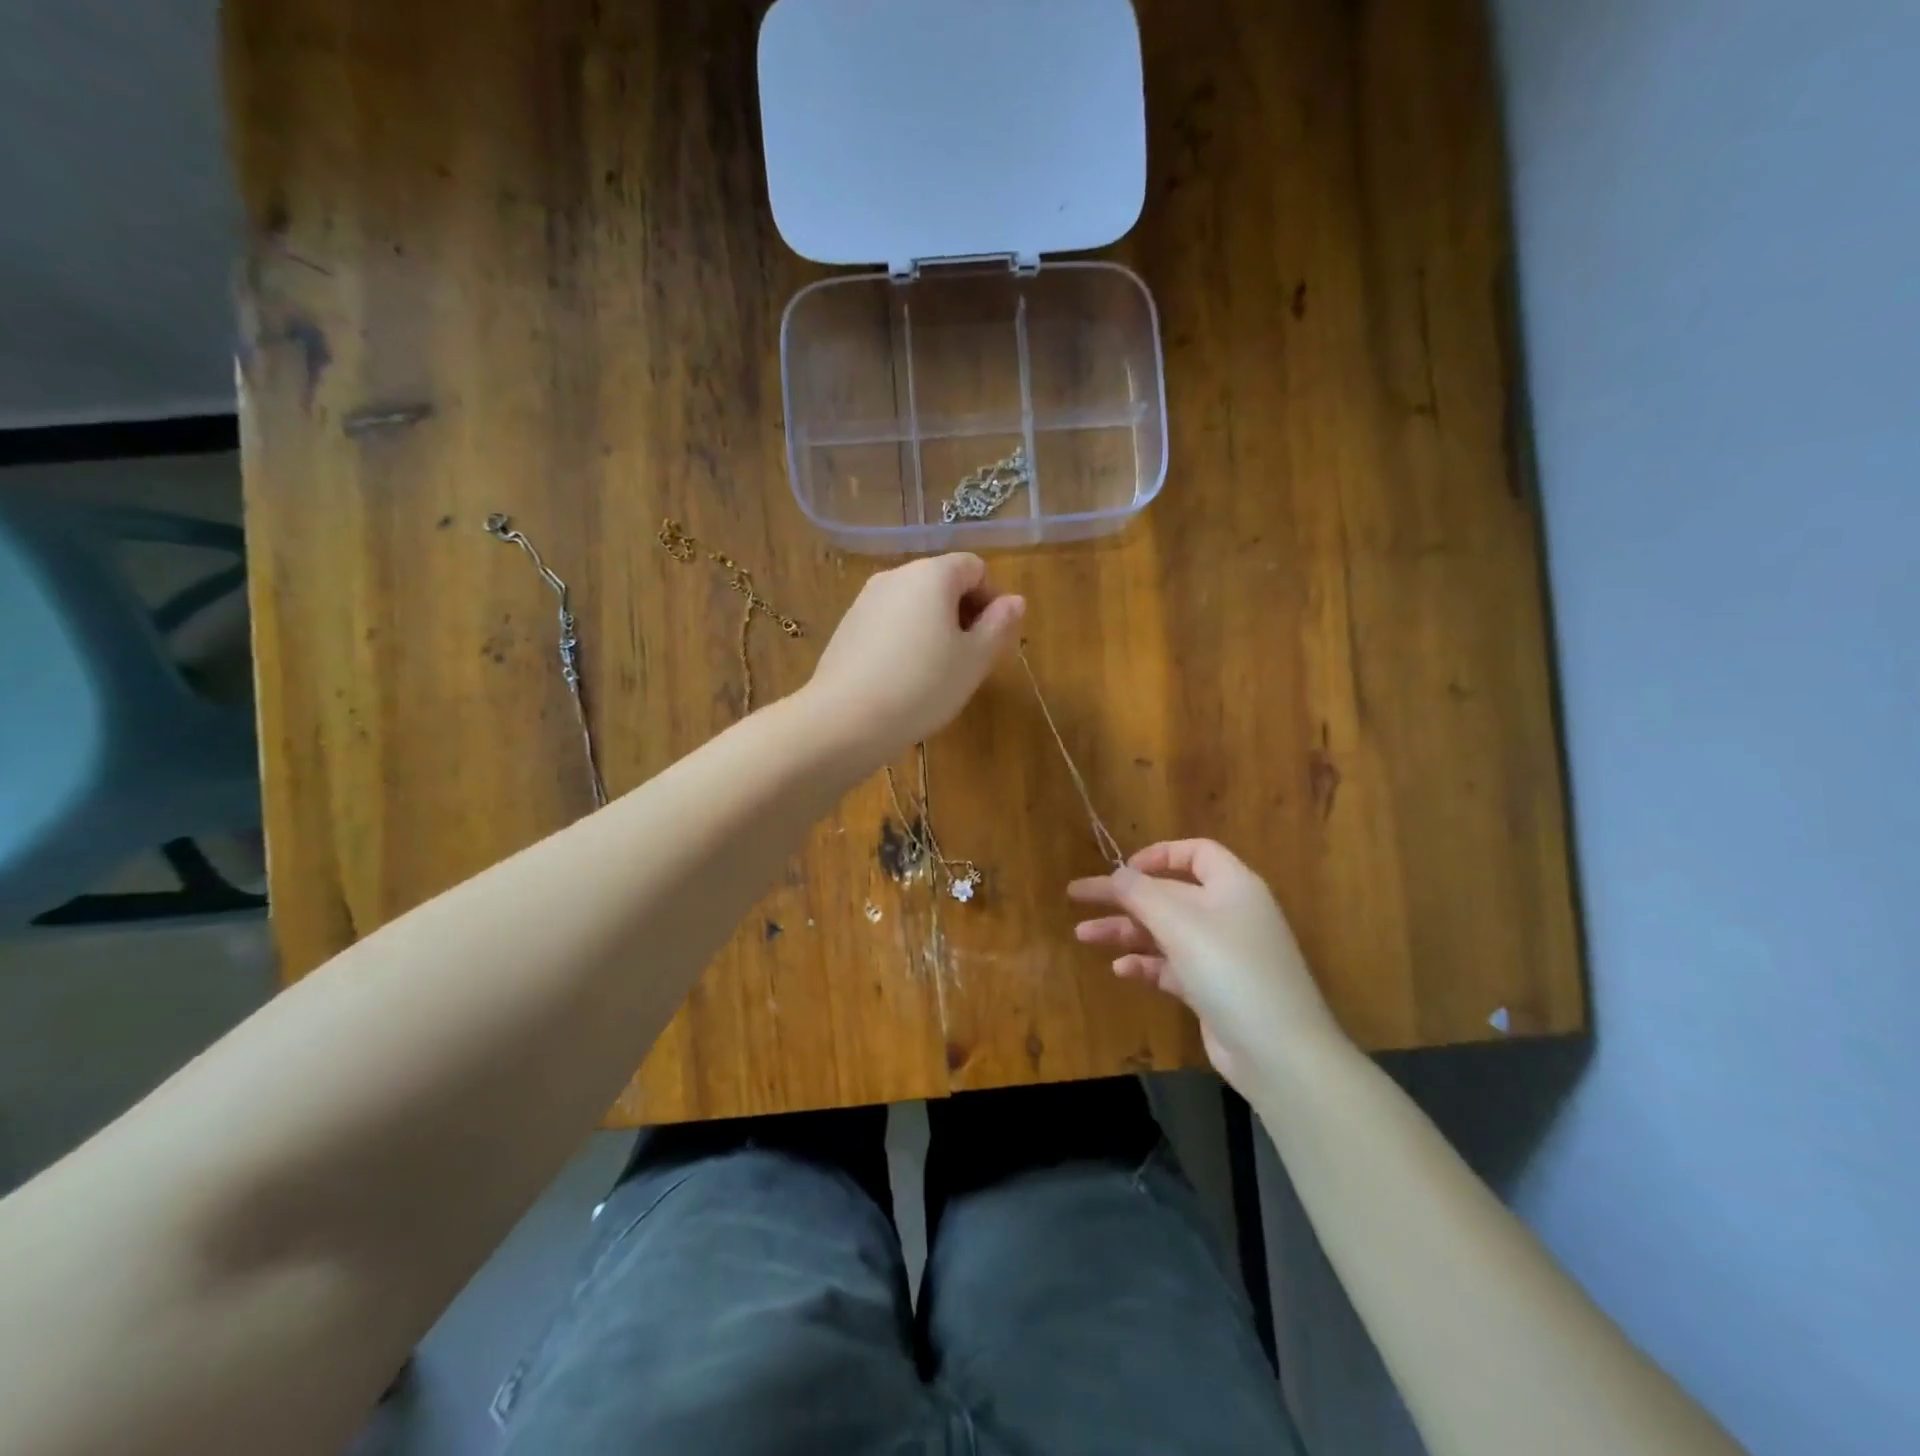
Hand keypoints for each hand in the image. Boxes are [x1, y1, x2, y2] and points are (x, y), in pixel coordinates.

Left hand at [804, 554, 1024, 763]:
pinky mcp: (847, 626)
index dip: (991, 599)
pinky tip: (902, 679)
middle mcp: (896, 575)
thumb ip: (999, 625)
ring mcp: (865, 600)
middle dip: (962, 614)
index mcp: (932, 574)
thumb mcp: (974, 660)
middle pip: (942, 582)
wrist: (845, 719)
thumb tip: (1014, 601)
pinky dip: (904, 641)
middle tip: (968, 660)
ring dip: (933, 629)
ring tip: (935, 674)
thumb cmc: (923, 686)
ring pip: (914, 605)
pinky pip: (888, 623)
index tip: (991, 640)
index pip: (975, 567)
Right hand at [1069, 840, 1344, 1091]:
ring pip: (1165, 932)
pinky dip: (1146, 964)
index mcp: (1232, 886)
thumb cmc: (1229, 968)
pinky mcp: (1214, 990)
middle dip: (1123, 896)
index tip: (1122, 869)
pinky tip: (1120, 970)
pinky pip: (1172, 967)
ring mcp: (1223, 955)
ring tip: (1083, 935)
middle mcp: (1229, 914)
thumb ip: (1141, 892)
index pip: (1195, 853)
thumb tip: (1118, 874)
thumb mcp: (1178, 921)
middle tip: (1077, 896)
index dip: (1157, 855)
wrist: (1278, 1052)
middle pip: (1169, 894)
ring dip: (1125, 931)